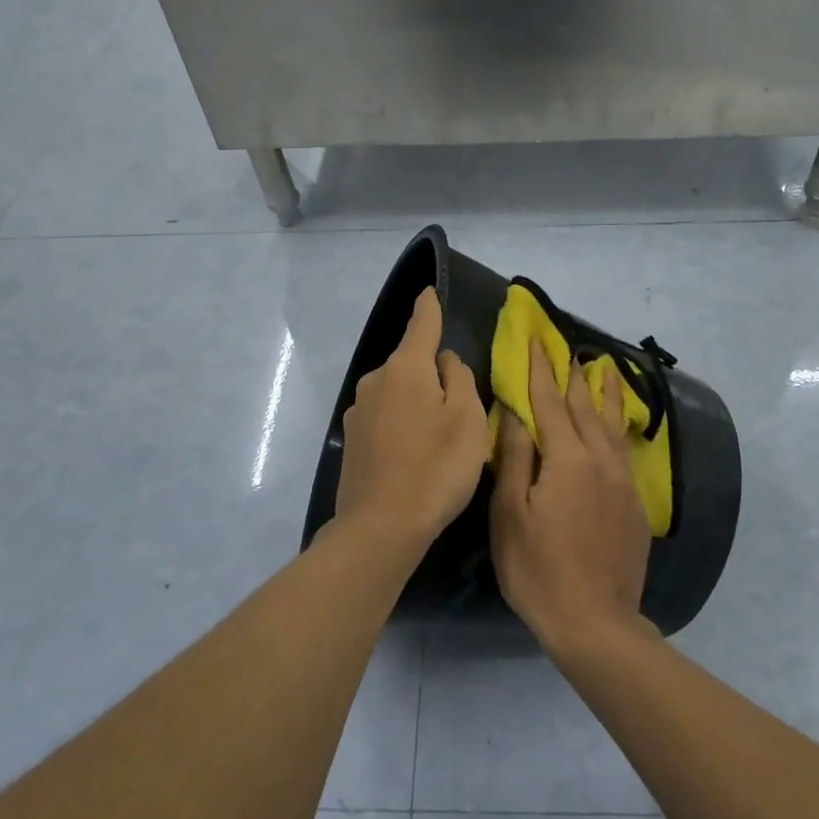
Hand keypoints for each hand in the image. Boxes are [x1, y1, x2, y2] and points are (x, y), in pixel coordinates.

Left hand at [335, 288, 489, 547]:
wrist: (381, 527)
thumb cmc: (436, 467)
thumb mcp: (467, 419)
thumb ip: (459, 379)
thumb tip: (444, 361)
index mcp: (406, 368)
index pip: (421, 324)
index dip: (429, 307)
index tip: (429, 291)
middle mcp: (376, 380)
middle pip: (410, 363)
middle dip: (431, 372)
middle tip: (458, 406)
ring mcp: (358, 411)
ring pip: (396, 392)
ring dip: (416, 401)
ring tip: (437, 437)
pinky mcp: (351, 440)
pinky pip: (384, 417)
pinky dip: (400, 424)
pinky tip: (413, 453)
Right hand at [490, 339, 650, 650]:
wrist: (595, 621)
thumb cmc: (538, 568)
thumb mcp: (511, 514)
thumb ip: (516, 458)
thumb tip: (515, 413)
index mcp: (568, 458)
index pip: (551, 402)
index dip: (541, 370)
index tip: (538, 342)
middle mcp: (600, 459)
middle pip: (586, 406)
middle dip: (574, 375)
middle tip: (567, 348)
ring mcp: (622, 480)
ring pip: (612, 424)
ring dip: (605, 393)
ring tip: (604, 369)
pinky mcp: (633, 502)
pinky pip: (623, 448)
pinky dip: (617, 425)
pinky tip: (616, 424)